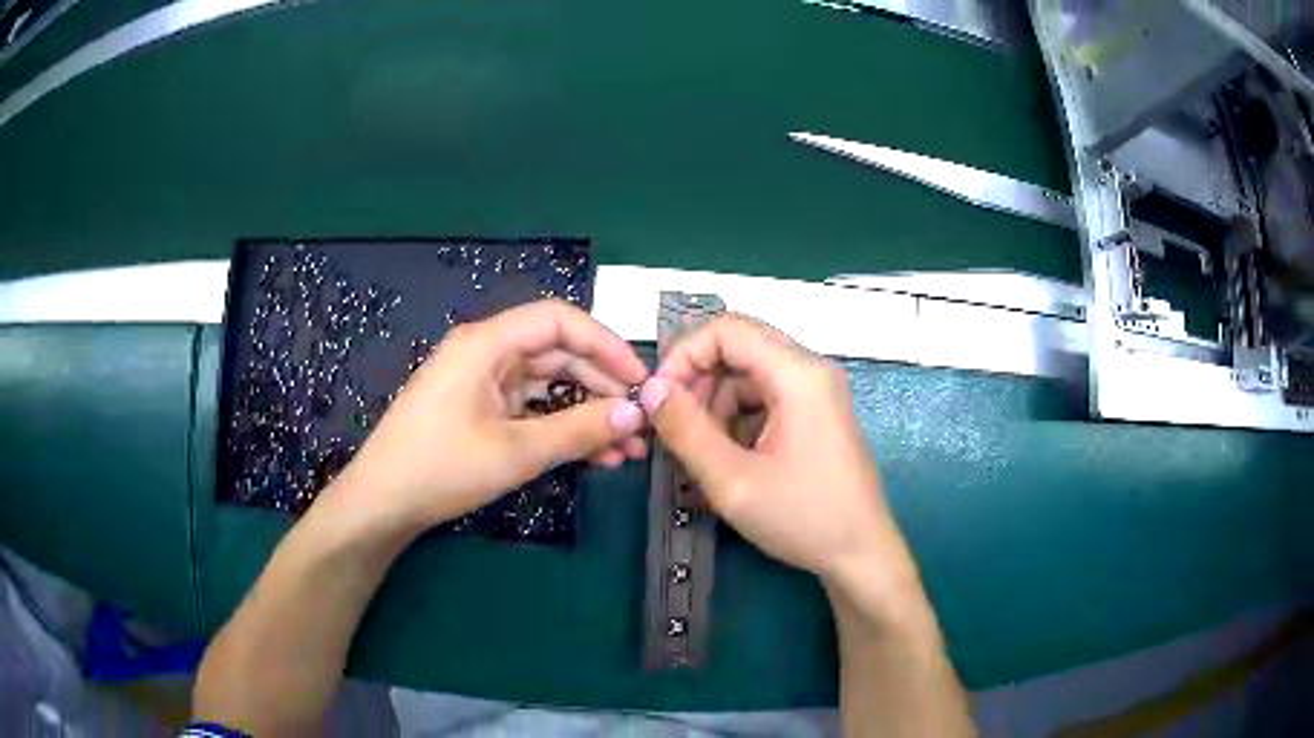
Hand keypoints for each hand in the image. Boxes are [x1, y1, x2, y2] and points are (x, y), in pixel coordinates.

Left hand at [330, 300, 649, 534]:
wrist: (382, 504)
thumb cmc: (440, 468)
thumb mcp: (515, 451)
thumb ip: (579, 429)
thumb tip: (635, 414)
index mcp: (486, 344)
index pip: (558, 321)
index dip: (605, 344)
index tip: (640, 379)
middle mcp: (486, 353)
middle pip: (557, 354)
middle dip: (602, 386)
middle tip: (641, 421)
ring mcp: (482, 383)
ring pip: (548, 385)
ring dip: (587, 412)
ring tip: (627, 448)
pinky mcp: (480, 410)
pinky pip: (532, 409)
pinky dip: (562, 428)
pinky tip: (594, 455)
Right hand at [638, 315, 917, 591]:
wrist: (860, 553)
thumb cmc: (802, 517)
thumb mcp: (732, 480)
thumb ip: (685, 430)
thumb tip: (651, 389)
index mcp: (797, 374)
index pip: (727, 329)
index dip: (684, 355)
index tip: (660, 397)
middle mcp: (811, 370)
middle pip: (739, 348)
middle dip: (699, 381)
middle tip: (676, 428)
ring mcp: (818, 391)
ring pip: (750, 374)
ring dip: (717, 404)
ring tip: (701, 452)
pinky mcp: (818, 413)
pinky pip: (767, 397)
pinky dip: (739, 418)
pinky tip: (729, 458)